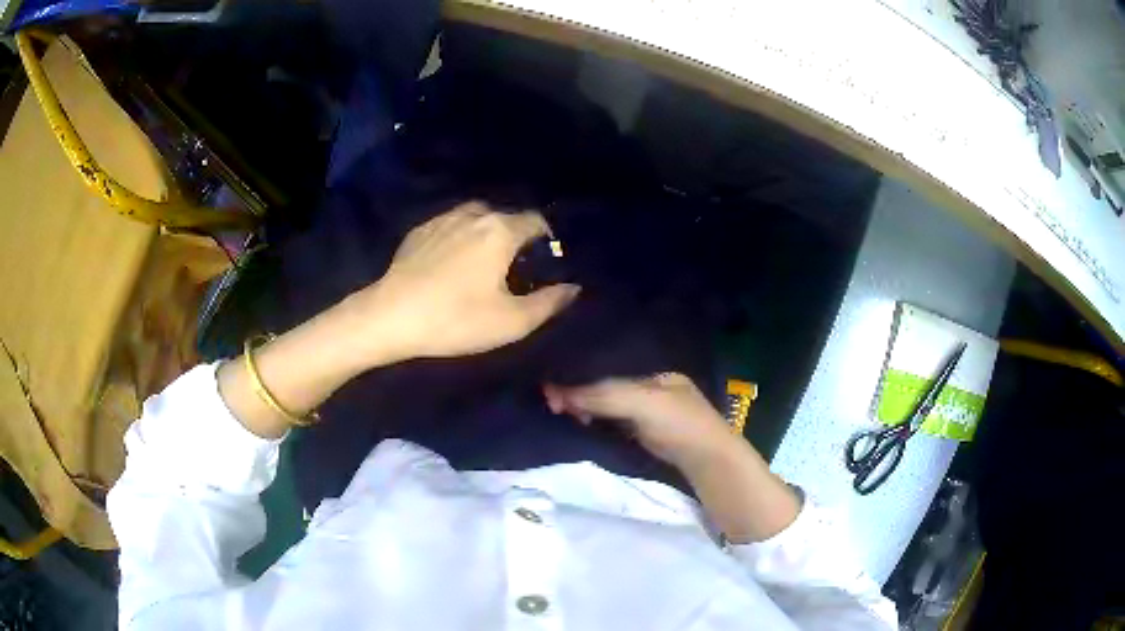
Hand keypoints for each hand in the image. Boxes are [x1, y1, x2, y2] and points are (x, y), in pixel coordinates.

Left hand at [346, 202, 580, 363]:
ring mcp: (443, 218)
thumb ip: (549, 303)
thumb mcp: (511, 322)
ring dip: (487, 235)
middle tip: (514, 271)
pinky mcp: (420, 230)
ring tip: (483, 264)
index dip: (547, 240)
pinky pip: (452, 226)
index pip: (537, 221)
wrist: (390, 316)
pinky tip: (452, 264)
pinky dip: (461, 238)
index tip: (545, 264)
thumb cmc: (455, 319)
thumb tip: (572, 287)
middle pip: (507, 218)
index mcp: (501, 230)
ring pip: (477, 219)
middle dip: (516, 238)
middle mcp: (474, 214)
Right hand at [543, 373, 734, 467]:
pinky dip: (597, 423)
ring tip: (560, 412)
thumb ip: (602, 395)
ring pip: (610, 406)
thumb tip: (556, 393)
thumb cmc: (680, 423)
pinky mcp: (647, 435)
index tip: (554, 385)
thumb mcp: (641, 403)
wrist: (708, 462)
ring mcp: (651, 413)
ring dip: (586, 409)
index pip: (611, 370)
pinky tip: (580, 424)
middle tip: (553, 402)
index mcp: (657, 373)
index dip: (583, 377)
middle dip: (582, 392)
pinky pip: (615, 423)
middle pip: (609, 387)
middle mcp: (653, 389)